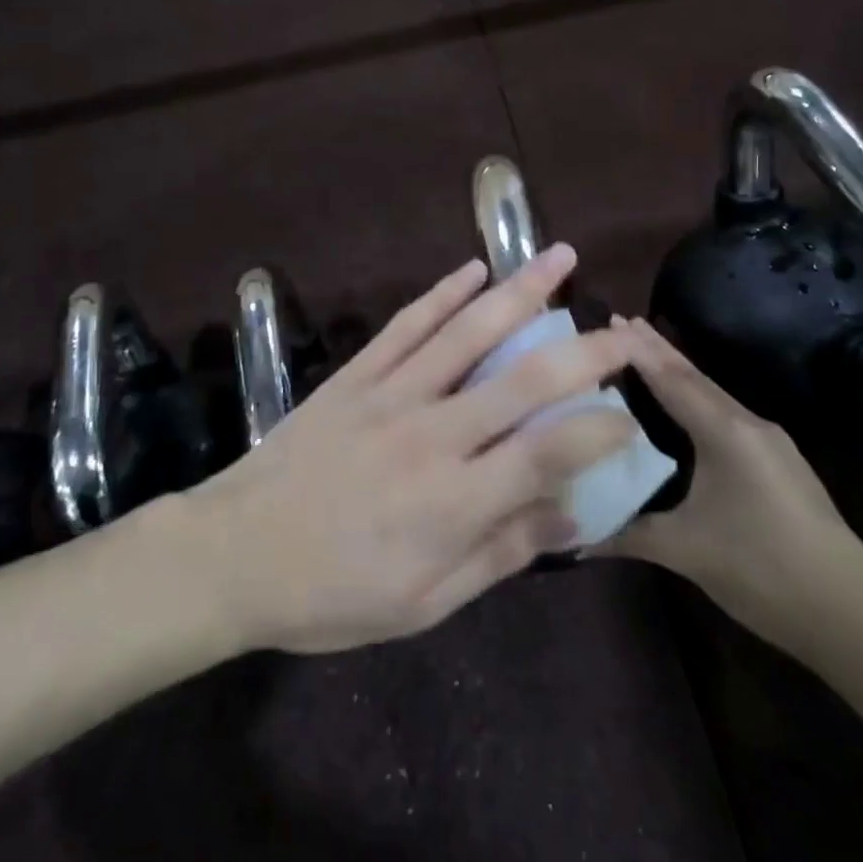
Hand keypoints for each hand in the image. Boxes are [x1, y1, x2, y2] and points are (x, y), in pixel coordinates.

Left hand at [181, 247, 638, 654]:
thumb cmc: (331, 594)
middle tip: (622, 330)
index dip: (599, 431)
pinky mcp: (356, 375)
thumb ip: (498, 555)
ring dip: (519, 291)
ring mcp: (391, 394)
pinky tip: (473, 269)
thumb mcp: (422, 604)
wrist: (234, 552)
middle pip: (522, 380)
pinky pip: (407, 324)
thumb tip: (570, 517)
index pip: (548, 453)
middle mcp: (432, 434)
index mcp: (454, 501)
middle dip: (582, 350)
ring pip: (467, 332)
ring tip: (559, 257)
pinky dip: (443, 293)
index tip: (628, 418)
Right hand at [602, 317, 862, 660]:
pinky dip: (696, 400)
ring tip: (646, 354)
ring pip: (713, 396)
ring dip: (678, 373)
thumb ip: (626, 533)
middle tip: (622, 321)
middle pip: (695, 378)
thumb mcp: (685, 550)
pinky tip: (686, 408)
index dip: (639, 350)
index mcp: (726, 432)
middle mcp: (750, 426)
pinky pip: (726, 416)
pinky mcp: (780, 466)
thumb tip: (576, 534)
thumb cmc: (763, 569)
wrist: (854, 616)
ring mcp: (770, 445)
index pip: (672, 380)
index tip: (611, 320)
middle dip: (657, 350)